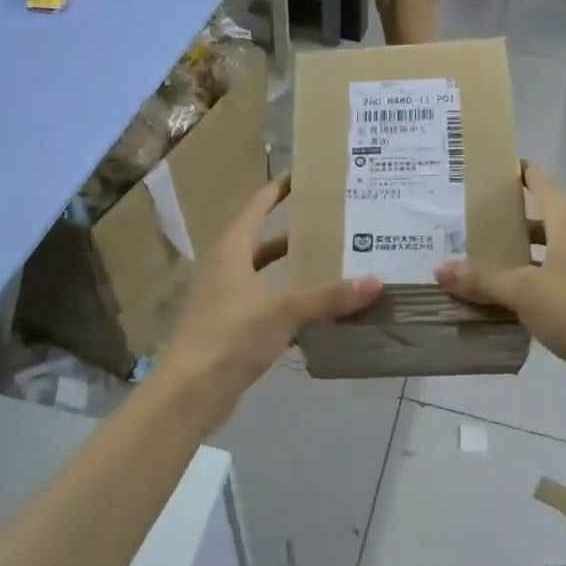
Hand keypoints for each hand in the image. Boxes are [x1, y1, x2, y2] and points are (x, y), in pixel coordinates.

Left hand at [163, 174, 380, 399]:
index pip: (256, 207)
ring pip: (263, 275)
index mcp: (231, 251)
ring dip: (290, 269)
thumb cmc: (232, 336)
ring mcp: (224, 300)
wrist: (190, 391)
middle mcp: (225, 269)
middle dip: (292, 232)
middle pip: (261, 240)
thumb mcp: (284, 311)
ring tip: (328, 264)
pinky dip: (286, 303)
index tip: (302, 175)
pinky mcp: (229, 328)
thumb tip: (374, 281)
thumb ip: (329, 297)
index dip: (278, 189)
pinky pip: (264, 305)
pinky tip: (313, 312)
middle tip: (328, 223)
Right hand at [435, 162, 565, 397]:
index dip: (527, 174)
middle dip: (512, 219)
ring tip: (479, 259)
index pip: (546, 187)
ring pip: (544, 256)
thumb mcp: (524, 291)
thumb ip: (483, 280)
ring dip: (516, 256)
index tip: (502, 167)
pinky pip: (546, 285)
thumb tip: (441, 269)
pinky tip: (499, 299)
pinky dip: (524, 286)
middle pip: (543, 222)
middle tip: (474, 219)